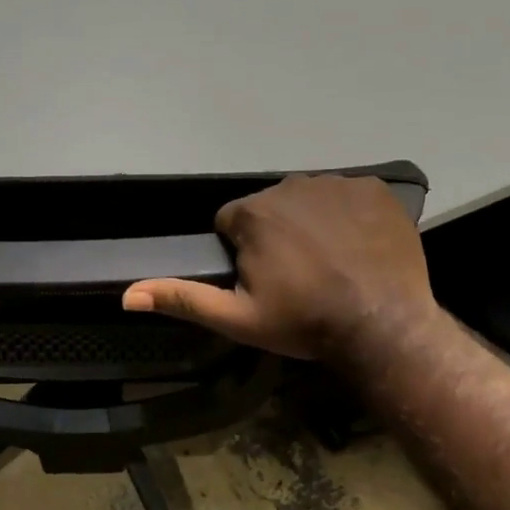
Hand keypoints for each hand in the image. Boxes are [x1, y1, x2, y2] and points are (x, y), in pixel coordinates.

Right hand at [122, 174, 438, 366]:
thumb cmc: (303, 322)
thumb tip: (127, 295)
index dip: (242, 252)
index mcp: (253, 214)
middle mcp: (291, 185)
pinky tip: (357, 248)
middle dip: (275, 235)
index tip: (263, 281)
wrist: (382, 326)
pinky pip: (348, 197)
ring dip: (311, 223)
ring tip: (329, 264)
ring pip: (308, 200)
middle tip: (296, 277)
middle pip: (270, 208)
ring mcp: (337, 184)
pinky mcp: (375, 189)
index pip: (231, 223)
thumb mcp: (236, 318)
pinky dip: (348, 216)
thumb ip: (182, 298)